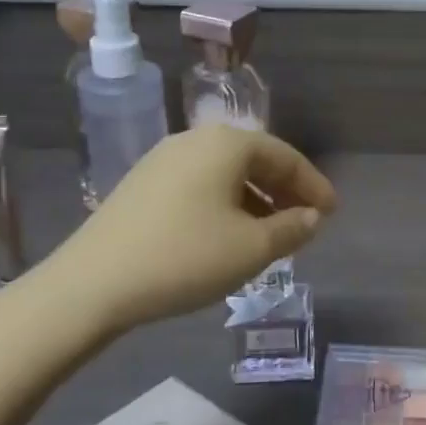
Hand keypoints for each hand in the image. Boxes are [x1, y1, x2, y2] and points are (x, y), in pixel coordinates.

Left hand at [47, 126, 336, 334]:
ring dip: (255, 200)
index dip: (313, 185)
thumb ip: (292, 229)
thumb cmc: (185, 258)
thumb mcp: (252, 249)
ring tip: (271, 234)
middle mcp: (194, 140)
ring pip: (224, 174)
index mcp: (226, 144)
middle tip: (306, 222)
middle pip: (253, 160)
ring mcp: (162, 160)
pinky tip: (227, 235)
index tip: (333, 212)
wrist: (93, 284)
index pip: (284, 156)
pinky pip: (199, 185)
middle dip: (284, 191)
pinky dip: (224, 204)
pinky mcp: (141, 184)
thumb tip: (312, 217)